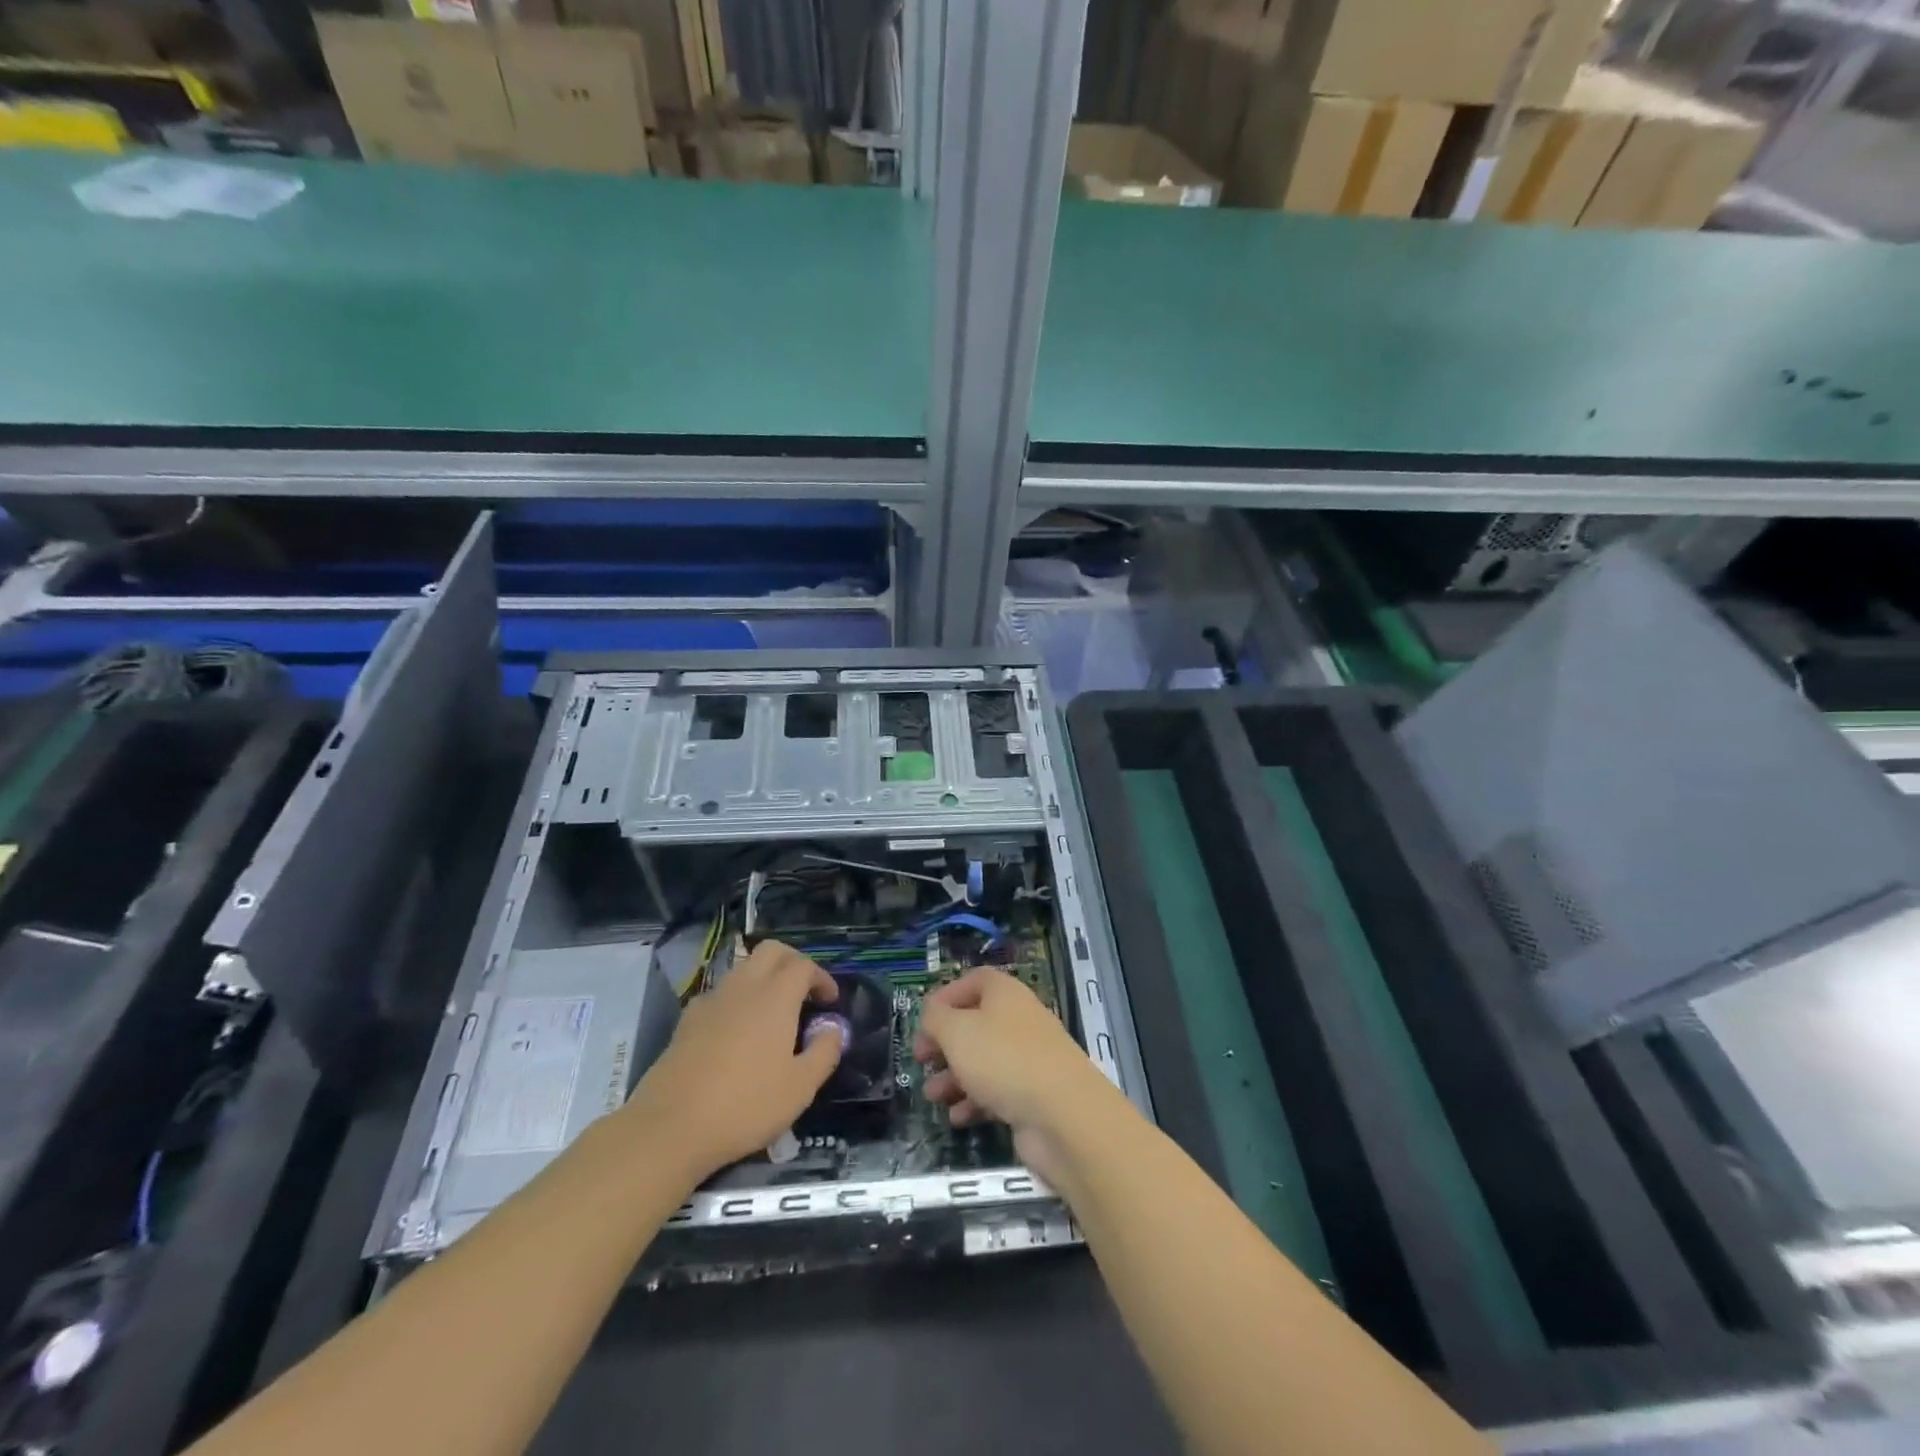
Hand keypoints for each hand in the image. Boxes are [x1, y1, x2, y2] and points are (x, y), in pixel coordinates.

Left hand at [625, 940, 841, 1181]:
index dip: (822, 977)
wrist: (670, 1128)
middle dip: (793, 962)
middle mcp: (743, 987)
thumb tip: (832, 1029)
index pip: (803, 965)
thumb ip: (824, 1052)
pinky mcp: (686, 1022)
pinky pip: (719, 994)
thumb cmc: (745, 1106)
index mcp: (775, 997)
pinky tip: (737, 1032)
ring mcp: (710, 1001)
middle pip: (771, 951)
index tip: (830, 1002)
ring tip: (774, 1012)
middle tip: (805, 991)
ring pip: (743, 969)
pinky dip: (737, 1000)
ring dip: (764, 978)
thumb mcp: (800, 1087)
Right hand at [913, 968, 1116, 1183]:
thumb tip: (933, 1014)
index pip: (974, 981)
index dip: (946, 997)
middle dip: (945, 1043)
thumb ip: (936, 1018)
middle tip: (921, 1061)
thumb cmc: (1003, 1059)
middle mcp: (1019, 1020)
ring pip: (984, 1060)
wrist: (1062, 1114)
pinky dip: (975, 1102)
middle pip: (975, 1023)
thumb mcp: (956, 1031)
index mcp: (1005, 993)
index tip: (924, 1021)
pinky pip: (997, 1091)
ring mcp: (1029, 1058)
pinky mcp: (1033, 1094)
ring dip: (954, 1077)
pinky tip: (958, 1119)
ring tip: (933, 1096)